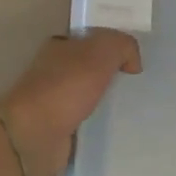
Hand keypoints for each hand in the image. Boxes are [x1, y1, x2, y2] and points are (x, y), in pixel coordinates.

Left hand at [0, 30, 142, 175]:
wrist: (35, 136)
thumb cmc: (65, 87)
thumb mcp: (101, 51)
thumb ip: (122, 46)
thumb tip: (133, 62)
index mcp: (59, 47)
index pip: (89, 39)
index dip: (112, 44)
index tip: (135, 57)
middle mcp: (54, 72)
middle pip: (91, 68)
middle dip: (113, 74)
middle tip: (141, 83)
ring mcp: (55, 103)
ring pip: (90, 96)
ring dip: (108, 101)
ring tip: (137, 107)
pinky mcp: (59, 131)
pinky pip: (87, 123)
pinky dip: (100, 125)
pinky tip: (121, 128)